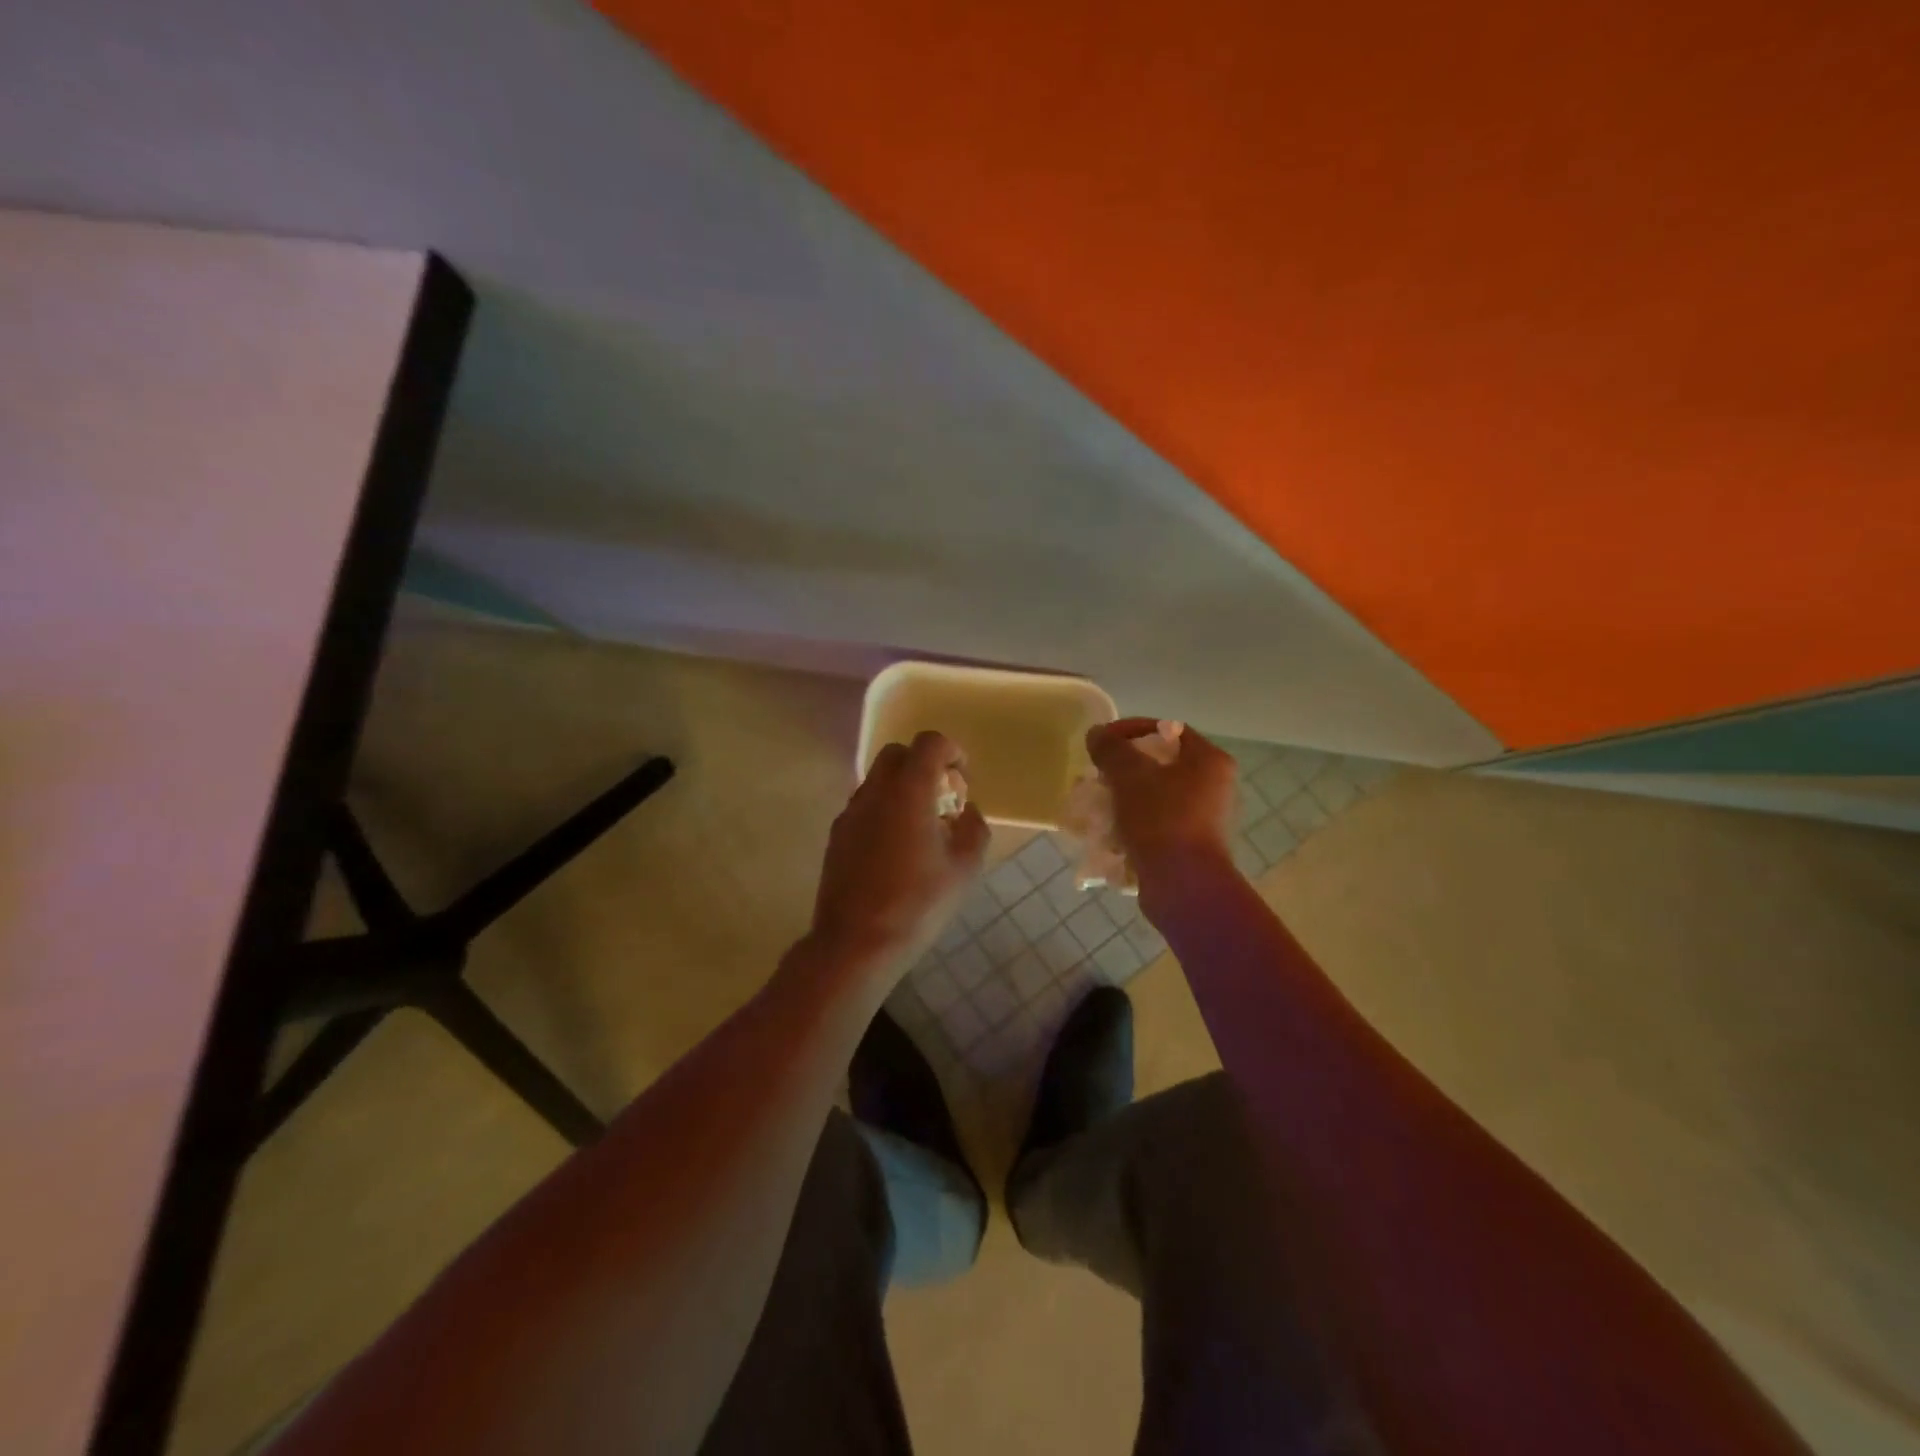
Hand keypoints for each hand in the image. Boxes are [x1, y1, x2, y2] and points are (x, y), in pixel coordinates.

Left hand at [809, 730, 989, 981]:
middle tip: (943, 799)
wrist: (856, 943)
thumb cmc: (918, 903)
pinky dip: (884, 810)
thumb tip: (966, 813)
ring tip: (921, 827)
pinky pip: (864, 807)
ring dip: (902, 788)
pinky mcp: (837, 836)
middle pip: (898, 754)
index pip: (929, 743)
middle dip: (924, 765)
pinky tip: (896, 849)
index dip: (951, 751)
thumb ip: (973, 829)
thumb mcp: (965, 868)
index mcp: (909, 791)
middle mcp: (875, 791)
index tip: (962, 778)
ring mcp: (850, 813)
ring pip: (878, 780)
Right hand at [1085, 719, 1236, 877]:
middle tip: (1097, 775)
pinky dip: (1133, 824)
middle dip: (1123, 768)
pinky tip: (1109, 833)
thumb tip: (1097, 734)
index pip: (1169, 730)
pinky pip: (1156, 825)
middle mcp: (1214, 787)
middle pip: (1161, 765)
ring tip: (1097, 805)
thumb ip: (1111, 749)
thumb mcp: (1129, 775)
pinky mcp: (1191, 847)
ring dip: (1124, 798)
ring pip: (1155, 797)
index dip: (1131, 730)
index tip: (1103, 742)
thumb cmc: (1162, 820)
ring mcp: (1205, 820)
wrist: (1183, 886)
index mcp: (1209, 761)